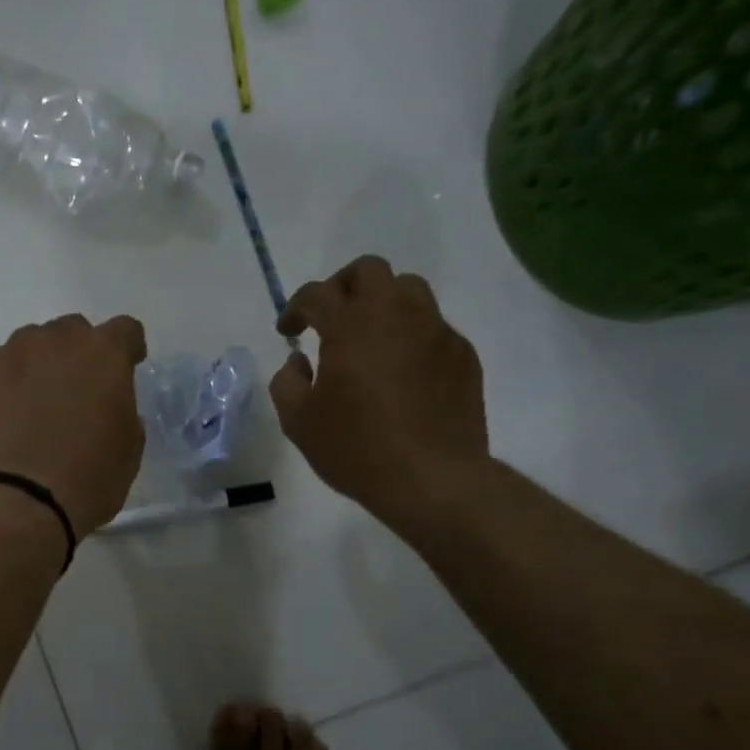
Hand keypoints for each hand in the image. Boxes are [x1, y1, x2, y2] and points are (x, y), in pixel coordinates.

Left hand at [0, 313, 148, 536]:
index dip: (129, 348)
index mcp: (105, 355)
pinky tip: (5, 419)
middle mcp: (58, 340)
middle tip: (77, 392)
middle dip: (79, 354)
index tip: (128, 366)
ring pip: (32, 345)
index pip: (125, 331)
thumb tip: (109, 407)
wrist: (17, 501)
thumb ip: (124, 414)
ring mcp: (13, 353)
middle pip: (73, 331)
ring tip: (35, 406)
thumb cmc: (87, 479)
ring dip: (40, 366)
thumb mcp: (128, 450)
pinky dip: (6, 385)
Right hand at [270, 256, 488, 519]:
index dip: (296, 308)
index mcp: (350, 326)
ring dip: (383, 303)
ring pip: (409, 290)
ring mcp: (435, 331)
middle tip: (331, 318)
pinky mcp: (462, 354)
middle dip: (343, 286)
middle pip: (369, 270)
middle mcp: (395, 314)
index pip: (317, 294)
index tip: (288, 331)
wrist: (432, 479)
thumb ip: (287, 382)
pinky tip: (403, 372)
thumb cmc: (356, 449)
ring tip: (370, 338)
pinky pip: (433, 327)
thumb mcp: (299, 423)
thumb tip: (299, 361)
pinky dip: (411, 336)